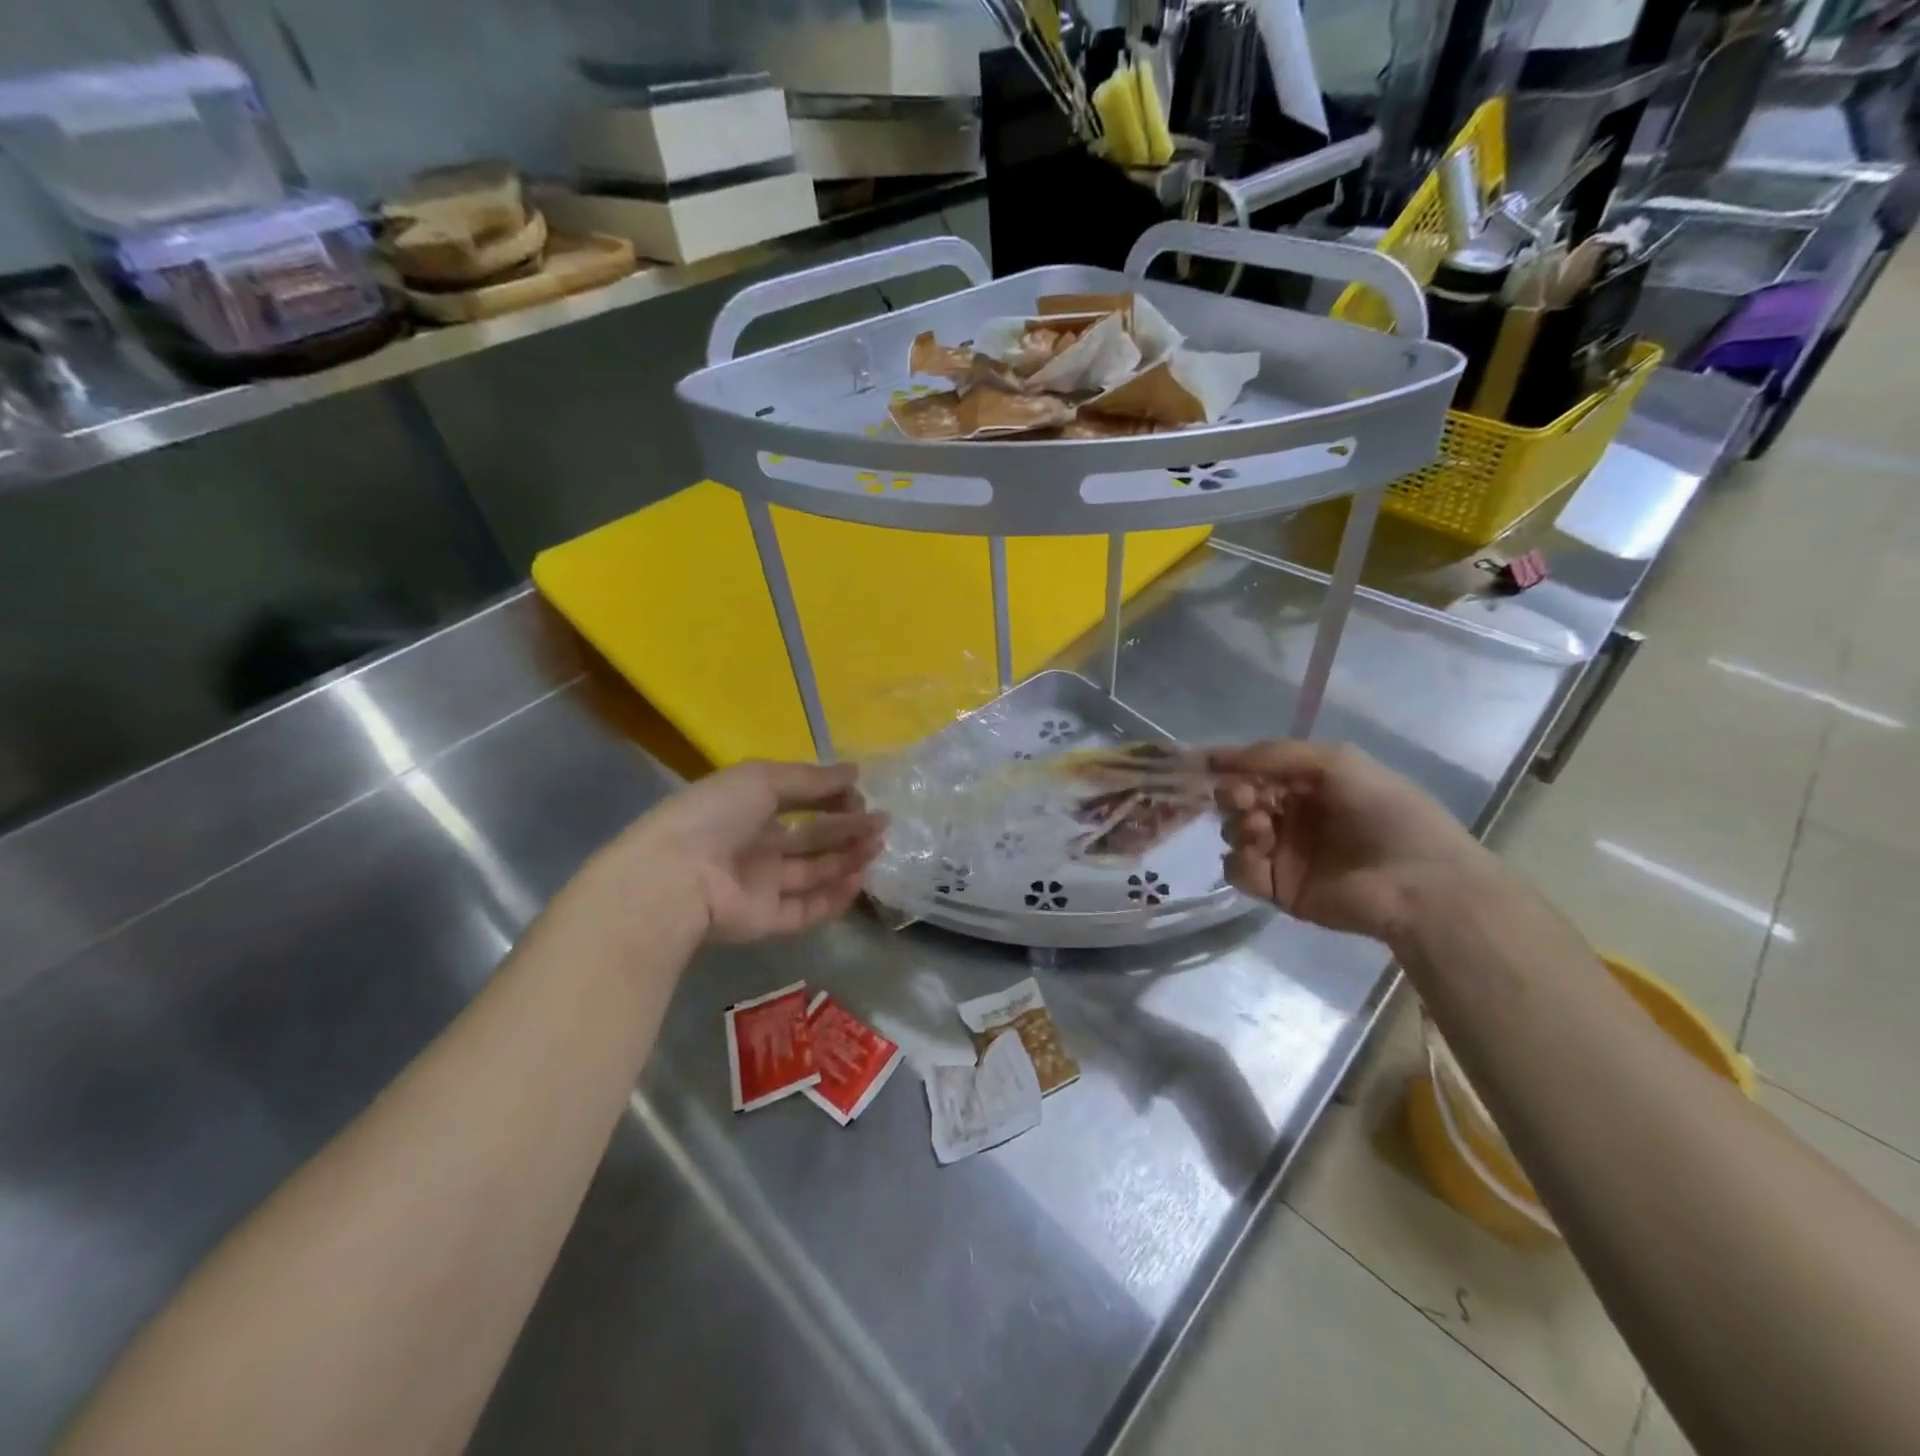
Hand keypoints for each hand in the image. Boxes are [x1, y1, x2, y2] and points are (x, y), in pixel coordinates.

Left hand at [605, 761, 886, 943]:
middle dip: (847, 829)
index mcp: (747, 808)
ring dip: (847, 859)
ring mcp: (760, 886)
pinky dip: (834, 898)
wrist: (675, 879)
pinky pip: (806, 910)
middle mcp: (755, 846)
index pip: (799, 801)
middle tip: (882, 824)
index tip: (859, 795)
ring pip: (813, 873)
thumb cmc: (716, 816)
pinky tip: (858, 881)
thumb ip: (812, 779)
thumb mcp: (762, 779)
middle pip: (811, 838)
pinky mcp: (765, 921)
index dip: (831, 797)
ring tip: (877, 847)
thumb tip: (855, 771)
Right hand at [1208, 741, 1490, 944]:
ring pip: (1233, 833)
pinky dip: (1240, 861)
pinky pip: (1238, 871)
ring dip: (1238, 826)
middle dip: (1231, 794)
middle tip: (1243, 799)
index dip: (1231, 766)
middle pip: (1237, 800)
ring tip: (1261, 831)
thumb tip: (1215, 757)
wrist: (1418, 882)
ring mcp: (1283, 854)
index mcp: (1308, 784)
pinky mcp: (1278, 888)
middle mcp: (1292, 816)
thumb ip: (1274, 754)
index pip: (1255, 770)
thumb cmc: (1384, 812)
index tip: (1205, 763)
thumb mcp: (1336, 762)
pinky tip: (1259, 856)